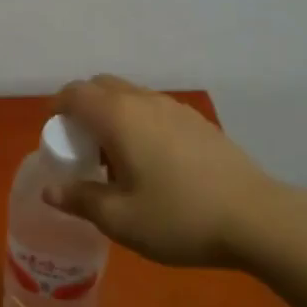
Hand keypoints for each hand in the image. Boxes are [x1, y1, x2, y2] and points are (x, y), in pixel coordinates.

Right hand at [45, 76, 282, 267]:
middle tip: (84, 149)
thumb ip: (80, 199)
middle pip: (101, 87)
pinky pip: (155, 110)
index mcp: (118, 116)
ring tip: (118, 161)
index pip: (74, 93)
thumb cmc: (178, 217)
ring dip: (113, 116)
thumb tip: (51, 189)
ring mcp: (175, 108)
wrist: (255, 218)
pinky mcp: (198, 121)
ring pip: (130, 97)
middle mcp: (145, 101)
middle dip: (83, 110)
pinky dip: (139, 123)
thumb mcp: (119, 219)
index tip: (56, 139)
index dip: (57, 110)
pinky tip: (154, 165)